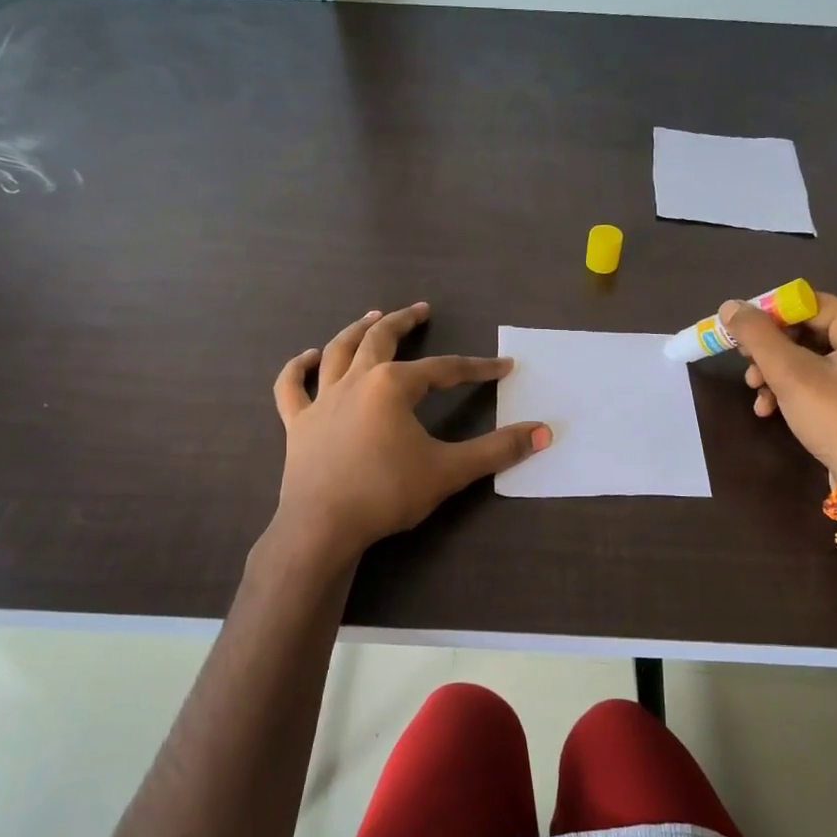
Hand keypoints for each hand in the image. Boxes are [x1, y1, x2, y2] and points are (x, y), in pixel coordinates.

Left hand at [271, 302, 551, 557]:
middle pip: (381, 340)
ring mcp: (321, 400)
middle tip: (421, 310)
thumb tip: (543, 432)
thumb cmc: (387, 494)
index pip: (444, 369)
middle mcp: (355, 381)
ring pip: (338, 352)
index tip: (502, 366)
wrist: (323, 527)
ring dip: (357, 330)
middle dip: (404, 322)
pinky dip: (298, 368)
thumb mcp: (449, 470)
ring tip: (372, 316)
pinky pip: (292, 387)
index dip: (477, 367)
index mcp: (392, 386)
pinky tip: (308, 356)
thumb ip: (497, 450)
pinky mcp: (298, 423)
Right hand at [719, 291, 836, 517]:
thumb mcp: (790, 373)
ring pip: (803, 358)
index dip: (767, 316)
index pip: (805, 303)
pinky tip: (768, 409)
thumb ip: (757, 336)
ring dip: (773, 373)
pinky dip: (788, 390)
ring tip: (756, 392)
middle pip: (803, 331)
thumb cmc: (836, 417)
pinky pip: (813, 379)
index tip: (738, 336)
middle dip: (768, 351)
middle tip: (746, 367)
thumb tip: (729, 306)